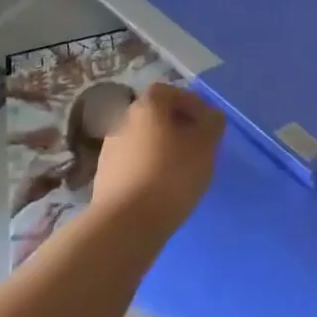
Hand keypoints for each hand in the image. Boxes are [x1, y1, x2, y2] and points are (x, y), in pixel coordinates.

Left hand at [90, 83, 224, 235]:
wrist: (125, 225)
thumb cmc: (171, 175)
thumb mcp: (205, 146)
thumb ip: (212, 124)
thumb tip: (211, 117)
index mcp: (146, 107)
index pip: (169, 92)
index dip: (190, 102)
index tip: (206, 122)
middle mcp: (123, 121)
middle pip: (155, 116)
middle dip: (177, 127)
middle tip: (198, 146)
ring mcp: (109, 150)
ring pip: (143, 141)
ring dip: (162, 149)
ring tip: (183, 171)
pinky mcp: (104, 178)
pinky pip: (133, 164)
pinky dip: (149, 169)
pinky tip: (162, 189)